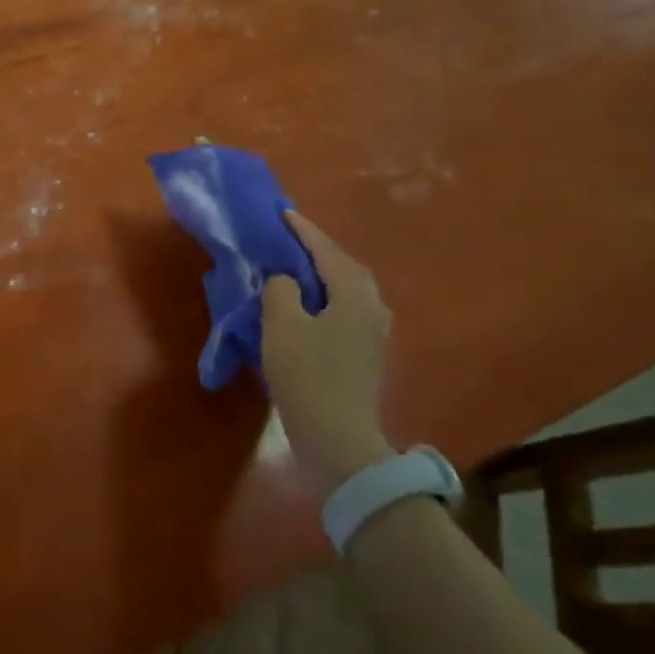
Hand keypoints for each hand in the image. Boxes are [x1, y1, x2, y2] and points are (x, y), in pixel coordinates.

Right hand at [261, 210, 393, 494]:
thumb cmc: (307, 375)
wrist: (338, 440)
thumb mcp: (282, 324)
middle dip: (316, 251)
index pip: (326, 251)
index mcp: (355, 295)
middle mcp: (373, 308)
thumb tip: (286, 280)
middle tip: (287, 240)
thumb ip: (281, 289)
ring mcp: (373, 334)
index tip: (282, 212)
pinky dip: (324, 298)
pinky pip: (344, 310)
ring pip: (346, 290)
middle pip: (343, 268)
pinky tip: (305, 305)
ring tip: (293, 269)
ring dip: (321, 276)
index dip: (302, 230)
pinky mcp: (366, 355)